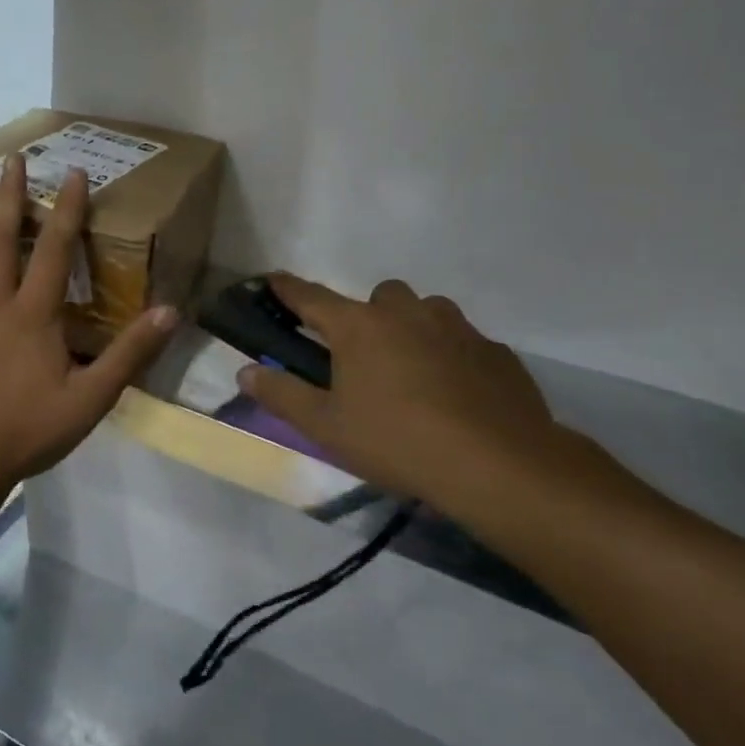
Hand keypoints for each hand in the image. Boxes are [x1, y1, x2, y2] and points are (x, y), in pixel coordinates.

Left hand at [0, 154, 179, 492]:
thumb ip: (129, 354)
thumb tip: (169, 312)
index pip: (55, 250)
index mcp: (34, 315)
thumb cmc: (29, 429)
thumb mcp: (91, 398)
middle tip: (13, 159)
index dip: (68, 210)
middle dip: (11, 196)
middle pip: (2, 239)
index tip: (75, 173)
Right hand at [238, 273, 568, 508]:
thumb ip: (282, 395)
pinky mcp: (495, 350)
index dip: (287, 289)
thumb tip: (245, 372)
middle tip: (363, 358)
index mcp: (359, 327)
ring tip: (411, 373)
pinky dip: (451, 355)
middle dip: (366, 316)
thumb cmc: (397, 441)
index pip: (310, 297)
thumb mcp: (326, 427)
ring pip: (425, 311)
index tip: (272, 280)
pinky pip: (463, 341)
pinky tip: (454, 393)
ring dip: (412, 329)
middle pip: (378, 296)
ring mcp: (456, 327)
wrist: (499, 465)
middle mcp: (406, 313)